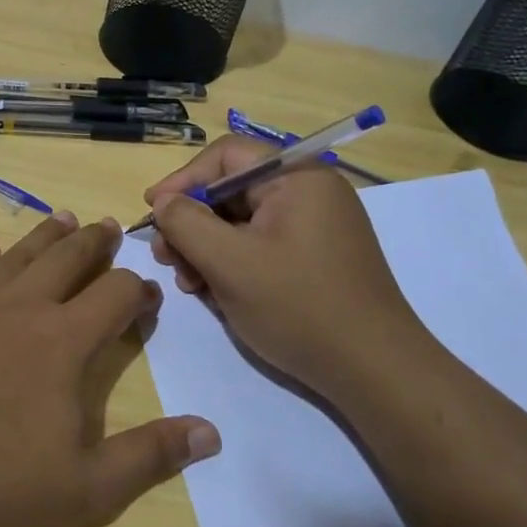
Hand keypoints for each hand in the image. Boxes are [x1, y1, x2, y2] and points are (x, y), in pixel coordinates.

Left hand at [0, 212, 220, 526]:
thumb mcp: (88, 490)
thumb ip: (152, 456)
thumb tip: (211, 432)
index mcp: (63, 342)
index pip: (115, 296)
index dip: (137, 289)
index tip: (147, 291)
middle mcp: (18, 308)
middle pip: (66, 259)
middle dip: (94, 243)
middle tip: (108, 227)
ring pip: (15, 256)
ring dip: (43, 237)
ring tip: (63, 219)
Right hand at [144, 136, 432, 394]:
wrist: (373, 370)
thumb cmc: (299, 307)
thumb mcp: (230, 263)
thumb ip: (187, 223)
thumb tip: (164, 202)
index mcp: (296, 177)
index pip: (227, 156)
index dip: (183, 179)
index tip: (152, 211)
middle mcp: (309, 192)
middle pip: (232, 190)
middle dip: (192, 221)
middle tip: (165, 257)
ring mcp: (314, 226)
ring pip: (242, 221)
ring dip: (206, 247)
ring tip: (188, 283)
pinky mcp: (314, 256)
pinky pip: (261, 244)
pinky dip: (232, 262)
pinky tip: (213, 292)